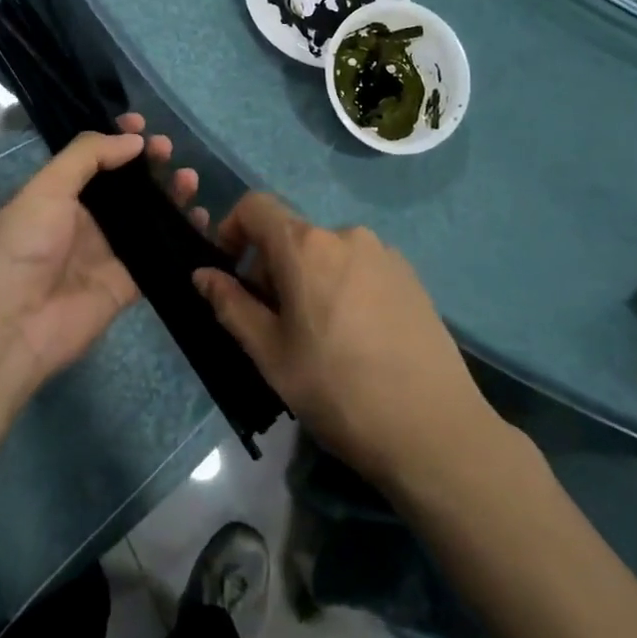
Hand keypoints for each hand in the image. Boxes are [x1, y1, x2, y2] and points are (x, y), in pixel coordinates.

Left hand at [0, 114, 199, 392]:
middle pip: (125, 186)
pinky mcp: (127, 284)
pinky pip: (160, 254)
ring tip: (189, 180)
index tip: (143, 125)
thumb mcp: (45, 190)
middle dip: (147, 164)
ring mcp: (107, 253)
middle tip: (169, 151)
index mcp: (58, 195)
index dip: (117, 140)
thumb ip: (86, 158)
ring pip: (147, 216)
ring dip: (169, 195)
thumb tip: (133, 140)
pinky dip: (181, 236)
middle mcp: (84, 221)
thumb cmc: (21, 249)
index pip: (93, 159)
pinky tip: (200, 218)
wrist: (12, 327)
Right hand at [193, 195, 501, 486]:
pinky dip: (342, 286)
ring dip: (307, 278)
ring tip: (317, 335)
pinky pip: (359, 267)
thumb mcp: (270, 354)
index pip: (256, 206)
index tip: (229, 270)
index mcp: (306, 246)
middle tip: (273, 323)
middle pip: (291, 234)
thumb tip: (202, 274)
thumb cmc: (337, 390)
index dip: (232, 229)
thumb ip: (231, 305)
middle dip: (270, 267)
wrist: (434, 430)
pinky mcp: (411, 277)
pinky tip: (356, 337)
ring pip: (326, 253)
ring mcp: (385, 254)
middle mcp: (346, 235)